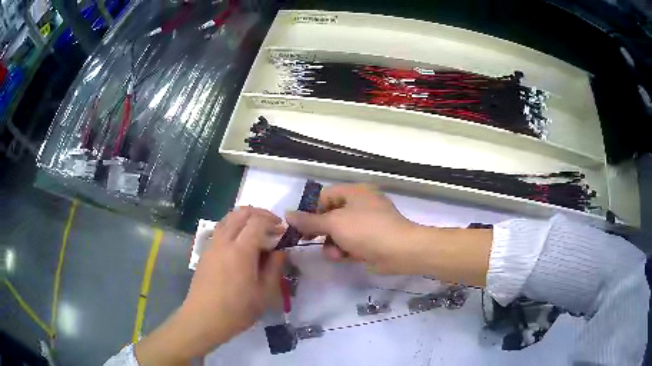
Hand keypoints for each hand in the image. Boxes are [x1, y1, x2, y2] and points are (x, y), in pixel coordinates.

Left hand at [135, 207, 286, 364]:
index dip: (272, 221)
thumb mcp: (264, 293)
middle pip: (241, 213)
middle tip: (272, 225)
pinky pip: (221, 228)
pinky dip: (233, 225)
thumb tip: (280, 251)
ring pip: (228, 218)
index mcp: (241, 250)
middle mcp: (225, 241)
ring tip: (257, 229)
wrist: (204, 318)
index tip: (283, 230)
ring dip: (245, 217)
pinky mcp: (205, 251)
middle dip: (259, 213)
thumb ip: (274, 268)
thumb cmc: (237, 310)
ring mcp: (212, 245)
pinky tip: (240, 242)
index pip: (258, 221)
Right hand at [286, 184, 422, 273]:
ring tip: (335, 253)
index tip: (300, 226)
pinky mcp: (370, 241)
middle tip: (309, 241)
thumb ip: (310, 220)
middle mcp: (360, 205)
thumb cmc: (366, 230)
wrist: (400, 251)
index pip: (324, 196)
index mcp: (354, 192)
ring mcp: (366, 224)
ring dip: (332, 244)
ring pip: (339, 233)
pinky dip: (344, 250)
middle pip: (330, 216)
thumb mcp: (334, 223)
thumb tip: (287, 214)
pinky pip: (350, 243)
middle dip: (321, 231)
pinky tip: (344, 257)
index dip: (310, 210)